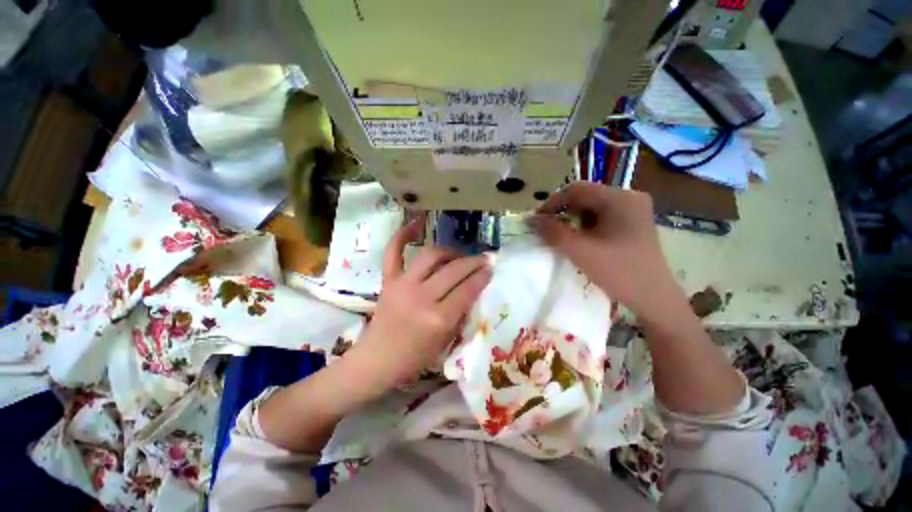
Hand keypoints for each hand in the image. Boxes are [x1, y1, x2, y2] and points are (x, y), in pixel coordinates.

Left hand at [345, 215, 492, 393]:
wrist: (377, 360)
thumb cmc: (414, 358)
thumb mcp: (446, 341)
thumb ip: (460, 313)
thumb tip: (473, 289)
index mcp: (438, 318)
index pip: (467, 289)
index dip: (482, 276)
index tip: (491, 268)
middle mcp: (421, 297)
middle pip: (454, 270)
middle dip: (473, 262)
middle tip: (483, 259)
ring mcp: (402, 285)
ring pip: (431, 256)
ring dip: (450, 252)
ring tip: (459, 255)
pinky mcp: (388, 280)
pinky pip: (393, 252)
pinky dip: (402, 236)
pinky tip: (415, 223)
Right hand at [528, 182, 677, 320]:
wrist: (654, 299)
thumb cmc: (618, 272)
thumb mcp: (580, 251)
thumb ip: (553, 232)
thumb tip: (530, 219)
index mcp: (620, 198)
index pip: (577, 189)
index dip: (552, 202)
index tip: (536, 220)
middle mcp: (629, 198)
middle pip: (585, 197)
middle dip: (561, 211)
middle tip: (545, 228)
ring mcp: (633, 211)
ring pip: (592, 208)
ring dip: (571, 219)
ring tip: (558, 235)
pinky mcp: (633, 224)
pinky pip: (601, 217)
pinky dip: (584, 226)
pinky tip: (578, 240)